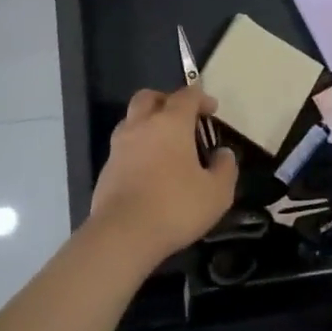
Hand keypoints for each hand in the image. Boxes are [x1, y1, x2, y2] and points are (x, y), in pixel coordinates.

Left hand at [88, 86, 237, 264]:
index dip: (201, 98)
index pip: (186, 96)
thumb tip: (223, 153)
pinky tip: (148, 169)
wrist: (122, 234)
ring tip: (164, 144)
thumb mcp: (216, 193)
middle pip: (149, 97)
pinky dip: (137, 149)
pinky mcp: (106, 169)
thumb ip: (225, 168)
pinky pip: (123, 147)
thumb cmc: (175, 207)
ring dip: (148, 123)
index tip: (212, 109)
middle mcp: (141, 126)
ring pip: (131, 120)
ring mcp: (119, 146)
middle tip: (181, 116)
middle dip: (166, 100)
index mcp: (170, 123)